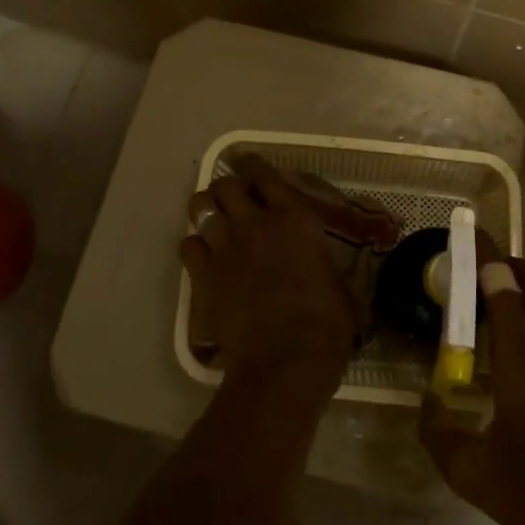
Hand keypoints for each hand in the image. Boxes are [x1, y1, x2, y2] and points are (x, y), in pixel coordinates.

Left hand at [180, 155, 356, 387]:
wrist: (286, 360)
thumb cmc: (326, 324)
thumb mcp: (336, 283)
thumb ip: (320, 262)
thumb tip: (321, 268)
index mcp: (295, 219)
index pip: (267, 176)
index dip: (254, 166)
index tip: (249, 164)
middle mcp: (257, 223)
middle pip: (226, 185)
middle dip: (225, 188)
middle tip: (231, 199)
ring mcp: (226, 247)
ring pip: (200, 207)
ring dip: (205, 209)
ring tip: (211, 220)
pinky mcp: (204, 275)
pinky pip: (187, 245)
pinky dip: (193, 246)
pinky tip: (202, 256)